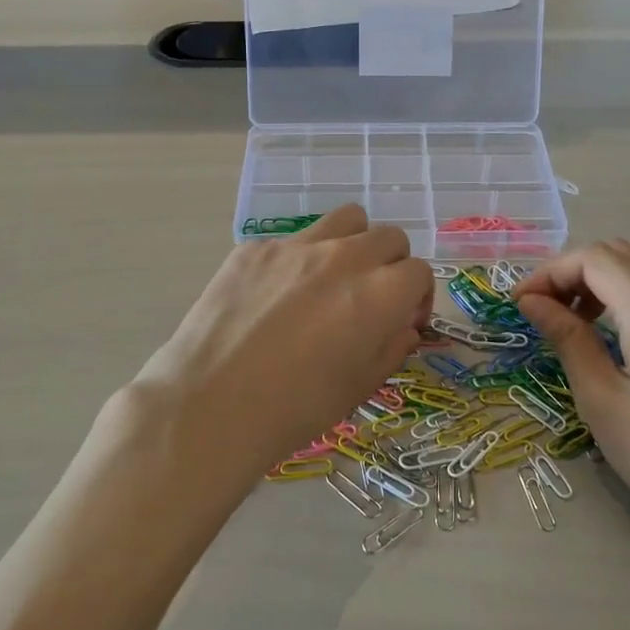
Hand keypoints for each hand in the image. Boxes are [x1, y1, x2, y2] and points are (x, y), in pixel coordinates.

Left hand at [129, 206, 432, 492]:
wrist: (209, 406)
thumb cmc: (293, 409)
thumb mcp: (358, 388)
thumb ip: (391, 348)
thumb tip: (403, 327)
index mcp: (379, 294)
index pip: (420, 272)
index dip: (417, 298)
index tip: (401, 322)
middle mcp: (344, 257)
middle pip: (388, 237)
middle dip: (390, 266)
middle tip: (370, 300)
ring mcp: (296, 246)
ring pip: (346, 220)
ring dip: (353, 244)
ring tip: (332, 280)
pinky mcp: (255, 248)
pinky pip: (293, 240)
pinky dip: (300, 260)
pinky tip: (276, 297)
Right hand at [514, 240, 629, 550]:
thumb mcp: (601, 399)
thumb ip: (567, 339)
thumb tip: (532, 302)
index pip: (593, 258)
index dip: (549, 273)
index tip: (520, 305)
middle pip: (619, 251)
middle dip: (572, 271)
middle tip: (544, 312)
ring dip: (606, 273)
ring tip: (581, 316)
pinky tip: (621, 325)